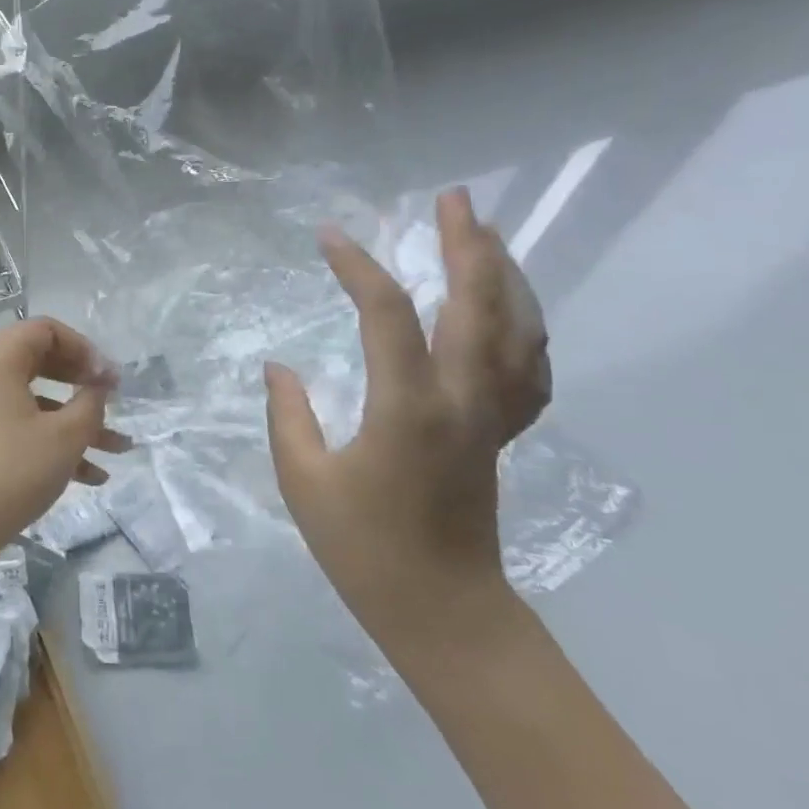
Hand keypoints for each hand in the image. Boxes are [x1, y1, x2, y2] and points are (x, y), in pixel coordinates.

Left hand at [0, 318, 124, 556]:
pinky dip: (49, 438)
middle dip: (81, 383)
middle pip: (38, 360)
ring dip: (75, 420)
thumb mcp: (65, 436)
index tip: (109, 379)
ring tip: (118, 448)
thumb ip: (91, 402)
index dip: (84, 349)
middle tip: (112, 400)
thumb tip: (98, 387)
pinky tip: (91, 475)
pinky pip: (17, 421)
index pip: (44, 330)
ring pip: (33, 399)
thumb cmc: (13, 470)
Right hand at [263, 187, 550, 653]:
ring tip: (483, 234)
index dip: (358, 267)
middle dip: (467, 244)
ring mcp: (492, 416)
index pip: (387, 315)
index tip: (329, 236)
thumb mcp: (303, 481)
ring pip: (519, 329)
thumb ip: (287, 414)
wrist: (443, 610)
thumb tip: (278, 366)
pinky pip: (530, 367)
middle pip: (480, 305)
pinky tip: (510, 306)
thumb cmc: (363, 548)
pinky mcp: (502, 433)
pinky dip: (525, 325)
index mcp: (407, 409)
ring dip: (504, 274)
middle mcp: (462, 400)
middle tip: (453, 198)